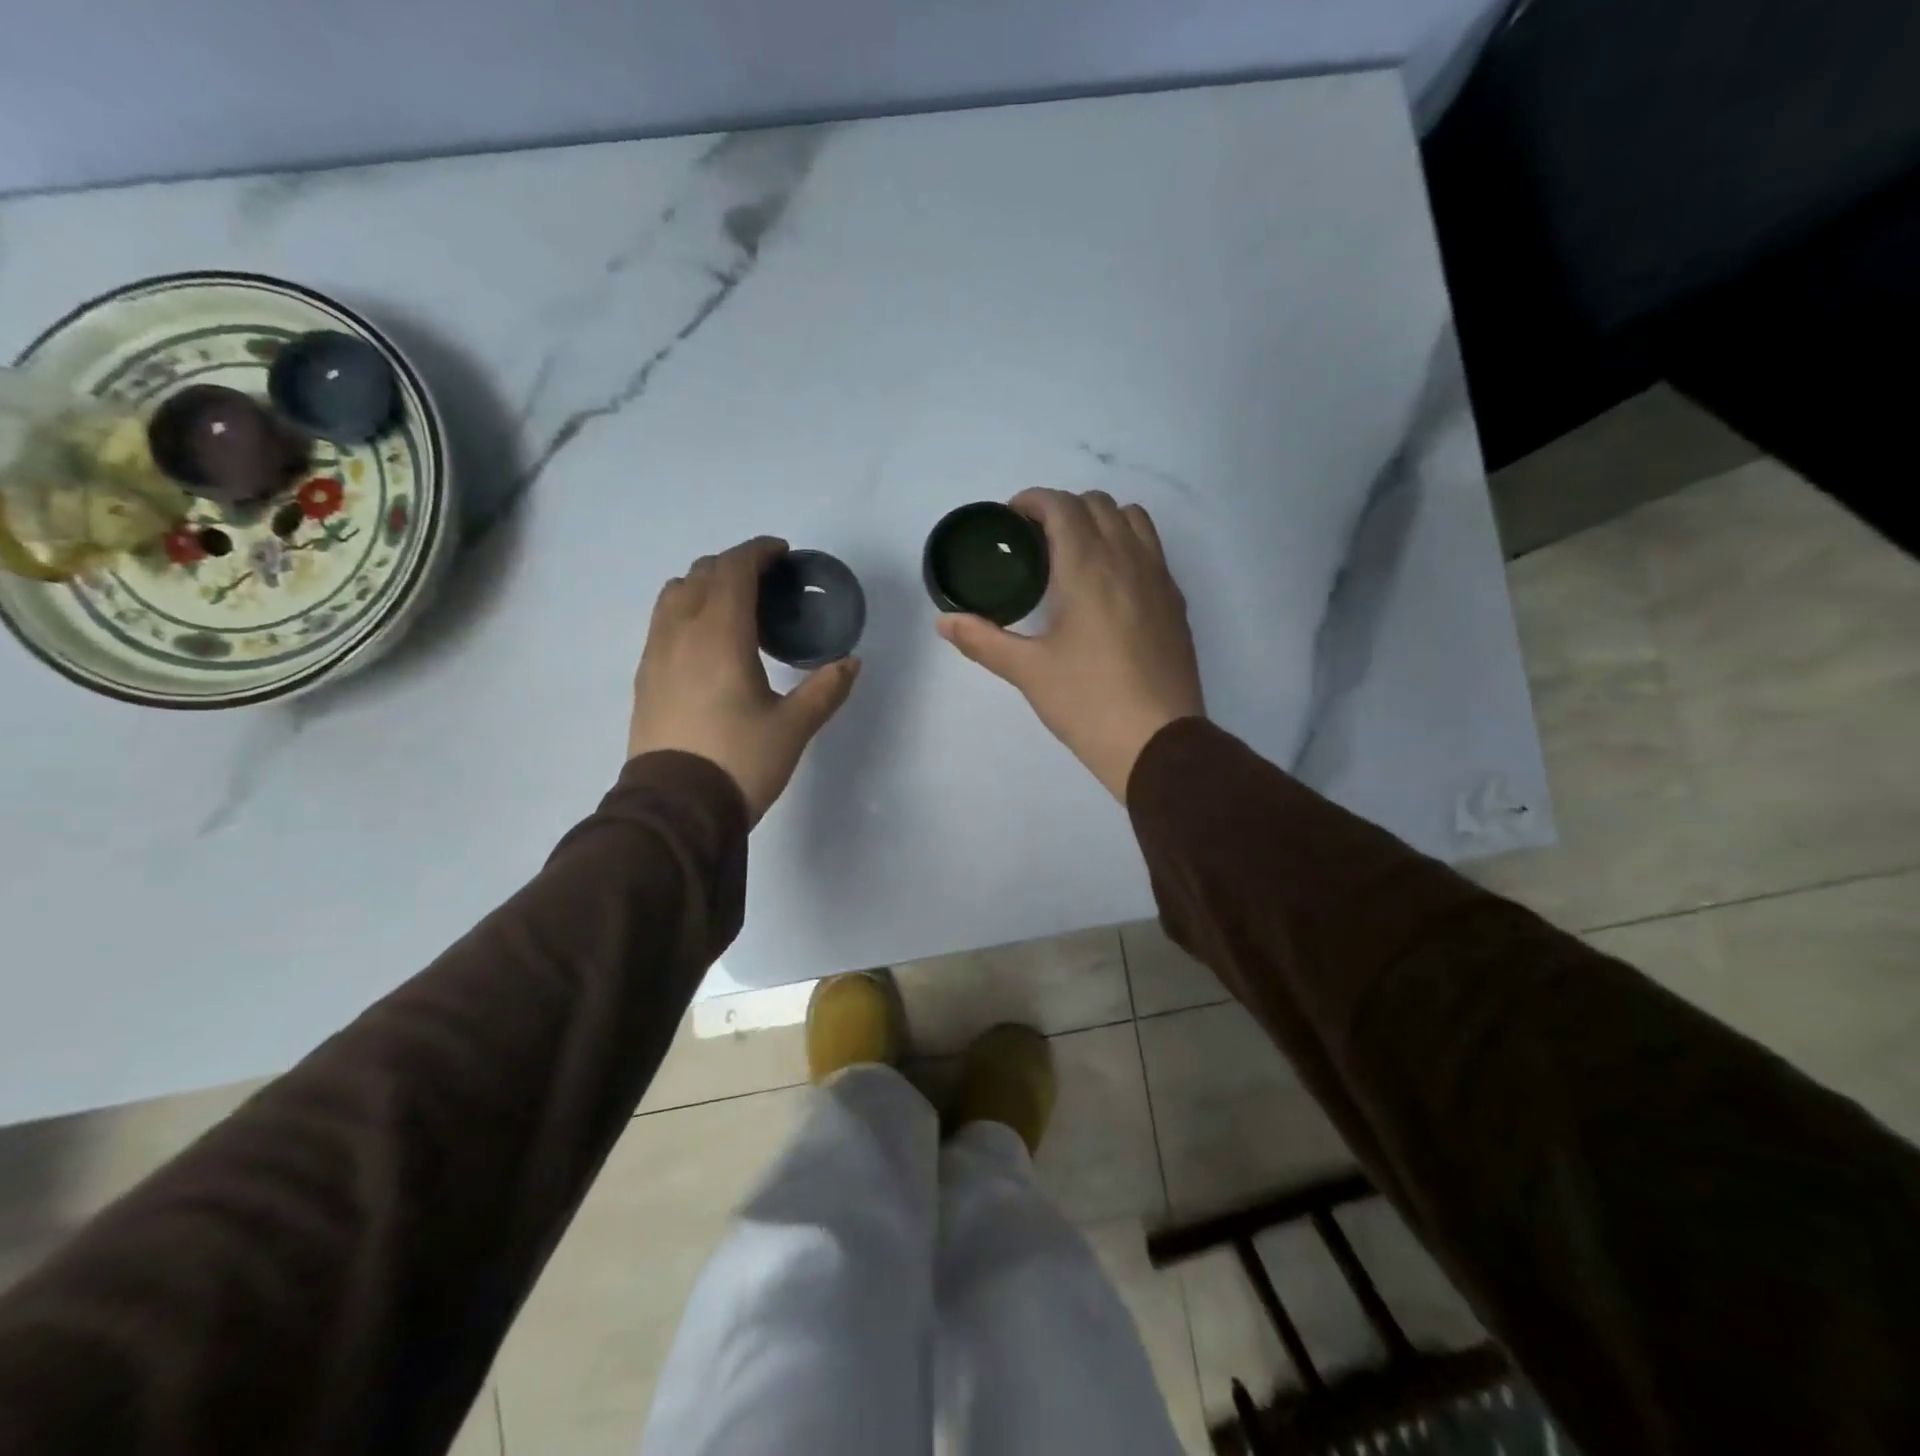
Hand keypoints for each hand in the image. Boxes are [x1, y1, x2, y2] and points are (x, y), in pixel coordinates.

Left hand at [628, 537, 860, 823]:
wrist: (676, 808)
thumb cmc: (740, 761)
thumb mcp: (794, 727)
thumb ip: (825, 689)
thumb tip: (850, 662)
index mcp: (720, 635)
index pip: (734, 570)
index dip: (758, 552)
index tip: (782, 553)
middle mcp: (681, 632)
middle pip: (702, 573)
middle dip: (734, 564)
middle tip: (766, 579)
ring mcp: (656, 653)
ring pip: (675, 593)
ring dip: (705, 583)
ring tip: (733, 604)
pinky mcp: (645, 676)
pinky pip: (662, 621)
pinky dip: (686, 609)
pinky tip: (706, 639)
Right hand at [937, 489, 1203, 800]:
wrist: (1157, 742)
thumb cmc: (1087, 702)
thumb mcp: (1027, 671)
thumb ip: (982, 640)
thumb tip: (944, 622)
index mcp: (1087, 567)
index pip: (1061, 505)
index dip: (1032, 501)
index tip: (1011, 520)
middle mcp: (1127, 559)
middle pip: (1097, 504)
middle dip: (1063, 509)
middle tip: (1035, 542)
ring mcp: (1159, 578)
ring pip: (1132, 519)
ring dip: (1100, 520)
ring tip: (1075, 555)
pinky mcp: (1175, 602)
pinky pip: (1152, 550)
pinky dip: (1127, 545)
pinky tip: (1108, 587)